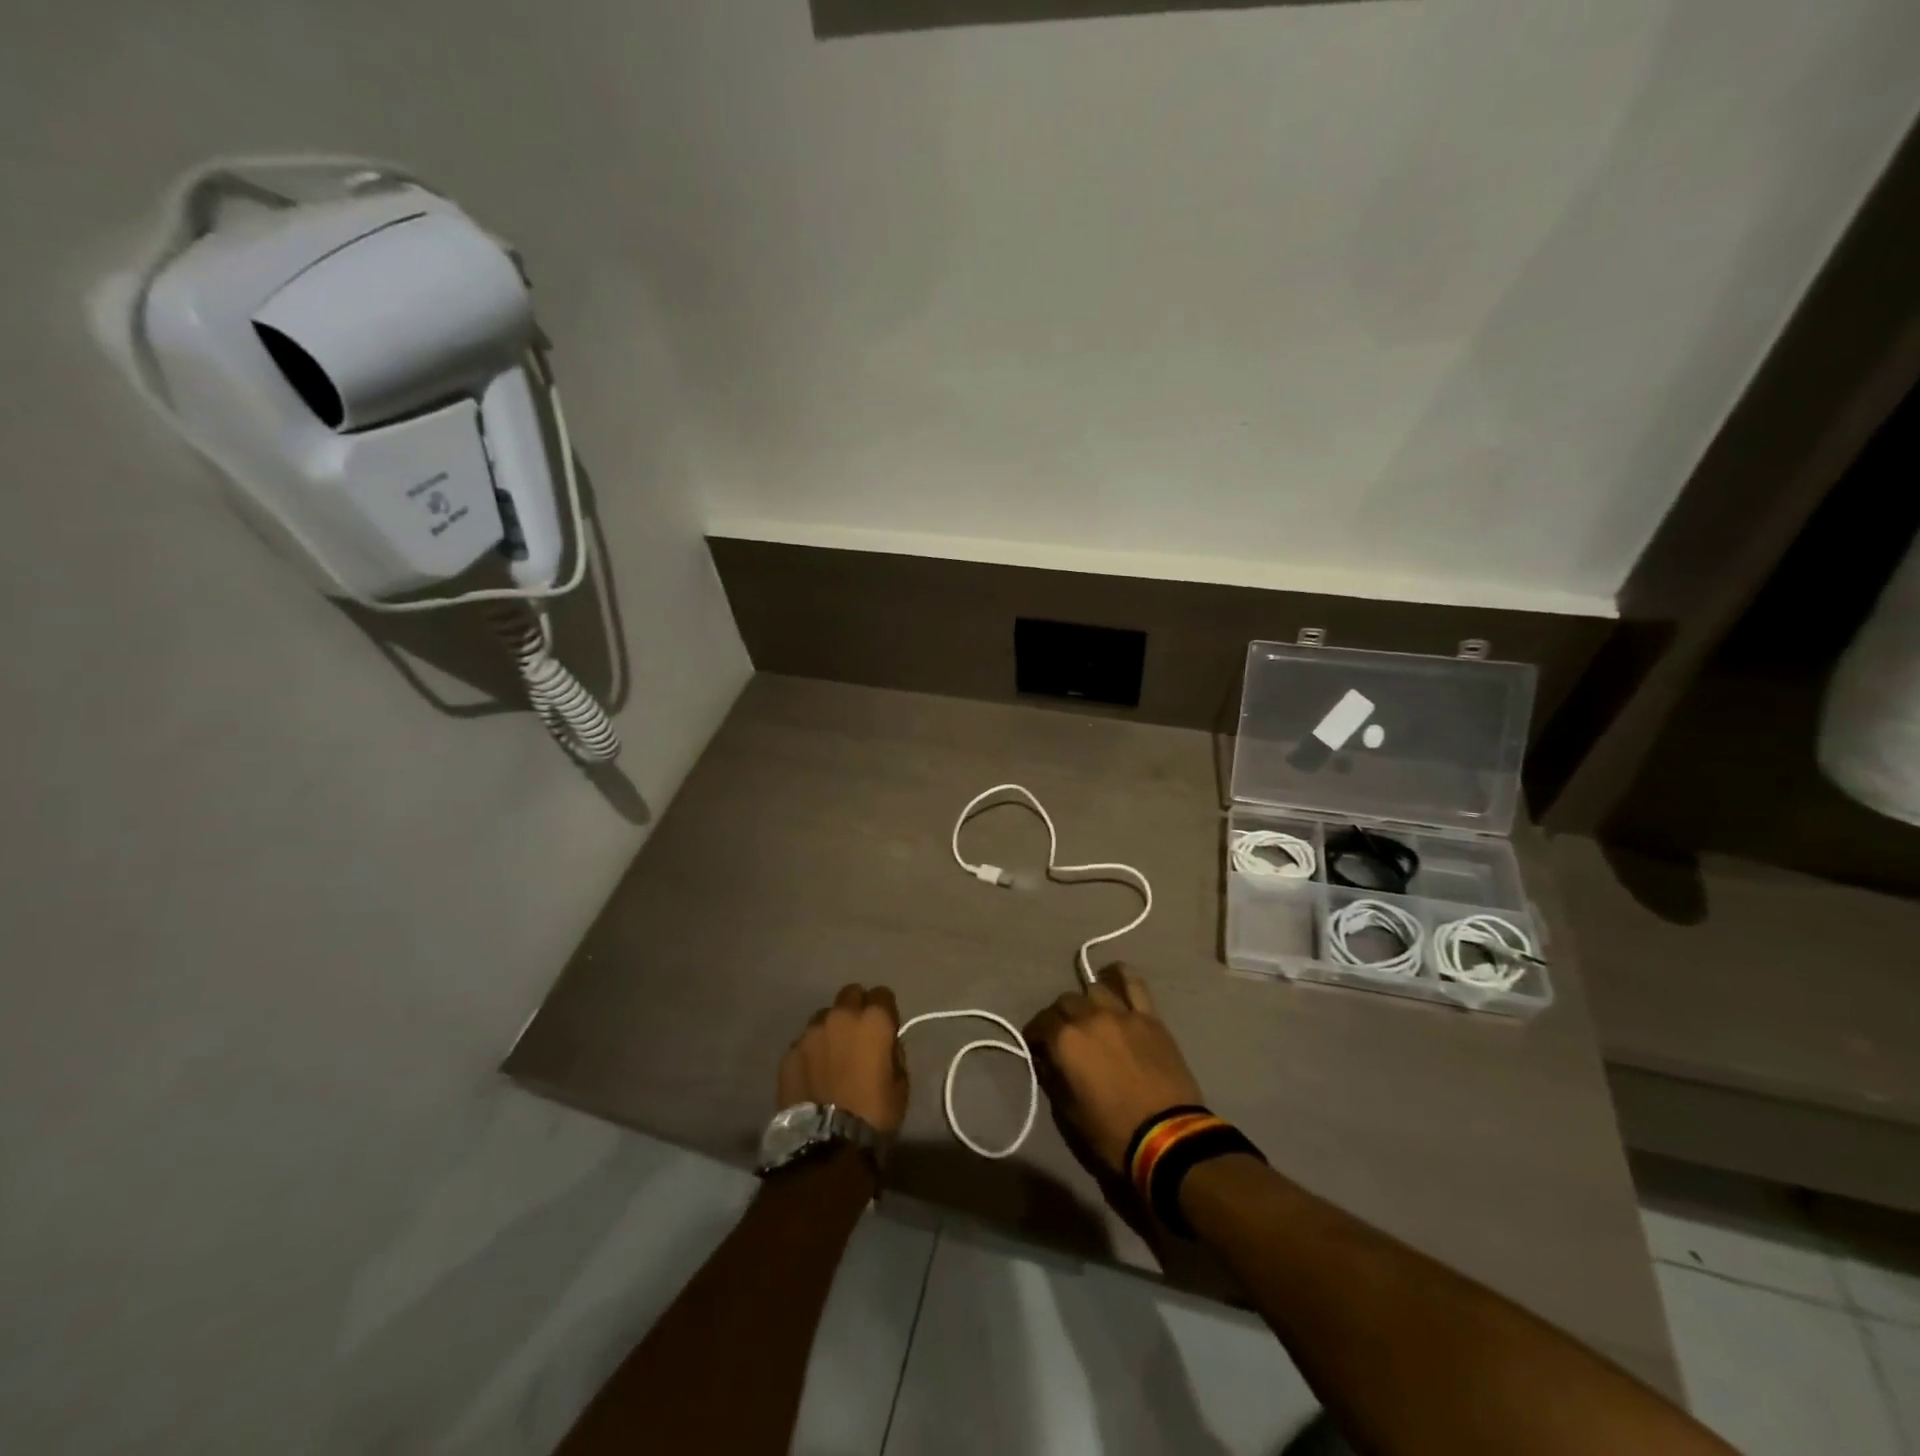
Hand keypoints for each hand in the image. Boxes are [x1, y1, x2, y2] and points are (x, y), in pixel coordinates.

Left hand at [778, 984, 908, 1134]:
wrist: (828, 1145)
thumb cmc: (874, 1114)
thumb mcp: (901, 1084)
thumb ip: (893, 1053)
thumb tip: (884, 1044)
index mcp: (874, 1020)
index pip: (882, 993)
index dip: (885, 1009)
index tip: (885, 1027)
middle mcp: (841, 1016)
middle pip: (850, 994)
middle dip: (856, 1008)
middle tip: (858, 1035)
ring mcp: (811, 1032)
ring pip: (824, 1016)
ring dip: (831, 1028)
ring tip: (831, 1055)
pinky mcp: (790, 1052)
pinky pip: (804, 1042)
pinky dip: (811, 1051)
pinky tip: (813, 1073)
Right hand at [1025, 965, 1204, 1174]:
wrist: (1168, 1137)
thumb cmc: (1112, 1132)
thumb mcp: (1069, 1113)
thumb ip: (1053, 1078)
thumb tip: (1046, 1059)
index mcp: (1065, 1041)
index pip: (1041, 1023)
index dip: (1035, 1035)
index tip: (1037, 1046)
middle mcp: (1089, 1017)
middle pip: (1065, 1001)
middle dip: (1059, 1016)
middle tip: (1064, 1035)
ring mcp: (1122, 1013)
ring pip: (1095, 989)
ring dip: (1087, 1001)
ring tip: (1091, 1015)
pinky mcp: (1149, 1016)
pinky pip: (1134, 984)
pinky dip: (1121, 976)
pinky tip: (1115, 978)